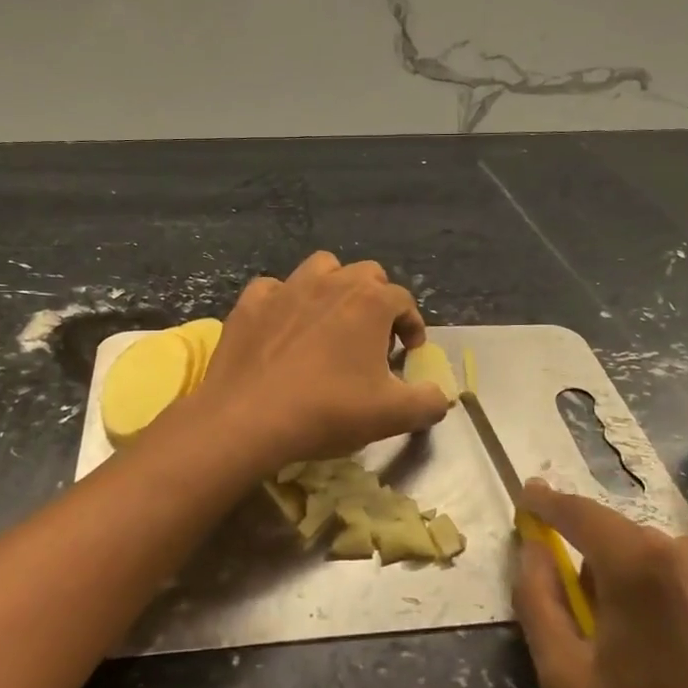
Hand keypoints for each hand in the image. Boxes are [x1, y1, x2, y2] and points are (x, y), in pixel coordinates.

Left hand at [193, 252, 451, 472]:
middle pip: (366, 275)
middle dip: (376, 300)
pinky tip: (283, 327)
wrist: (248, 419)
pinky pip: (274, 289)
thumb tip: (440, 398)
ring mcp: (287, 288)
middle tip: (373, 337)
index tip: (409, 351)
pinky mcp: (251, 303)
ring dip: (333, 287)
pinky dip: (284, 302)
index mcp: (370, 302)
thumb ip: (428, 402)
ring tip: (331, 321)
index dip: (412, 324)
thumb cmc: (328, 411)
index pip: (403, 300)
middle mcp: (331, 283)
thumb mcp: (393, 416)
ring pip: (321, 268)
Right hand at [513, 481, 687, 687]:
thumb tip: (532, 548)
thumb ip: (538, 598)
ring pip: (662, 558)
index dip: (547, 502)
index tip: (526, 495)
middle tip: (585, 619)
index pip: (581, 513)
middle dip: (596, 563)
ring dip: (637, 582)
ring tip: (635, 644)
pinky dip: (676, 598)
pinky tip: (679, 652)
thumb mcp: (564, 679)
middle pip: (622, 539)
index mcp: (643, 565)